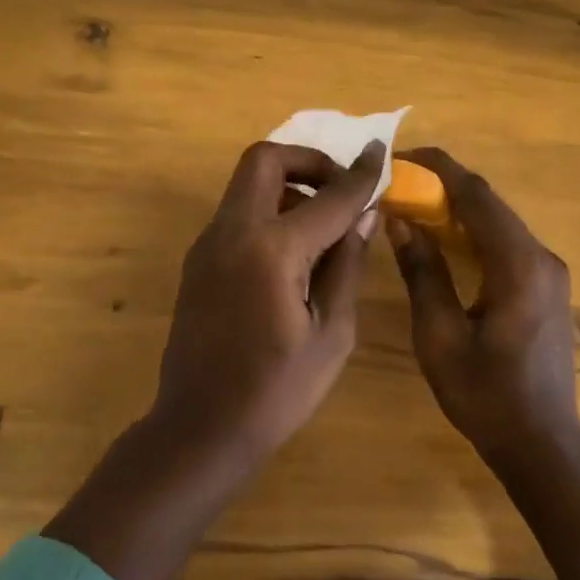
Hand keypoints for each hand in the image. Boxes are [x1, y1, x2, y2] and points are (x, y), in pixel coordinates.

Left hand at [45, 139, 383, 579]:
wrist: (201, 427)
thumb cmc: (277, 391)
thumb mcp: (332, 333)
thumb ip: (347, 265)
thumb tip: (363, 216)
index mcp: (273, 250)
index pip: (329, 196)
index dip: (361, 173)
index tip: (381, 152)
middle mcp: (233, 232)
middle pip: (265, 159)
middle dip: (309, 161)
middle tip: (339, 190)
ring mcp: (208, 244)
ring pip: (247, 184)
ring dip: (288, 186)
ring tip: (323, 227)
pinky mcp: (198, 260)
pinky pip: (237, 213)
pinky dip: (269, 211)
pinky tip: (293, 254)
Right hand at [384, 147, 579, 465]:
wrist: (541, 444)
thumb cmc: (485, 395)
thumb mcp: (439, 336)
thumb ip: (422, 273)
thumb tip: (400, 221)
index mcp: (518, 265)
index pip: (477, 196)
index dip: (438, 169)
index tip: (401, 157)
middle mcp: (541, 258)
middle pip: (490, 205)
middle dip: (444, 187)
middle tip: (399, 185)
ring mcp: (549, 273)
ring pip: (499, 223)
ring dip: (458, 210)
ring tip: (413, 208)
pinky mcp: (546, 288)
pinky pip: (506, 245)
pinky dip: (474, 234)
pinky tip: (444, 242)